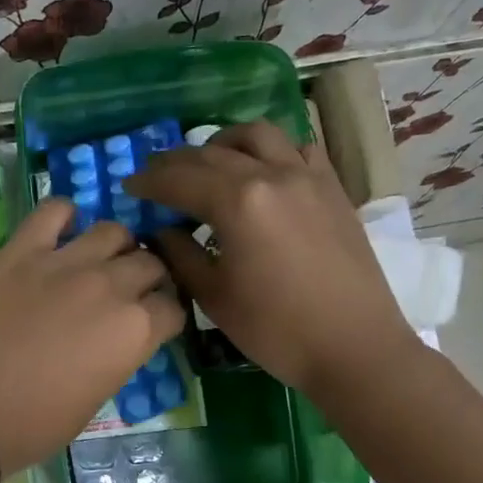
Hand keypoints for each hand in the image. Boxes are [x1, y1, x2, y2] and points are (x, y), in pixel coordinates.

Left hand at [0, 198, 183, 477]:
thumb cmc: (32, 425)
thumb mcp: (94, 400)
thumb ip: (115, 358)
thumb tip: (114, 341)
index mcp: (134, 331)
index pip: (173, 307)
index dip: (165, 317)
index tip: (153, 325)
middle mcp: (110, 287)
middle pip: (149, 263)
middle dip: (147, 279)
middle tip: (128, 294)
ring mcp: (65, 262)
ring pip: (113, 231)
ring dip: (116, 247)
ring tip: (100, 263)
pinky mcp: (21, 251)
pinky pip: (53, 211)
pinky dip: (65, 217)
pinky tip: (61, 234)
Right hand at [124, 121, 416, 396]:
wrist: (353, 346)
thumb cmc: (276, 330)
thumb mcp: (215, 298)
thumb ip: (182, 257)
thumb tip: (162, 232)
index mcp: (238, 202)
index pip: (180, 179)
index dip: (149, 181)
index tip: (129, 186)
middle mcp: (272, 174)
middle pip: (213, 153)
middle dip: (178, 162)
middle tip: (156, 175)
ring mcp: (308, 176)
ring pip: (259, 136)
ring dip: (224, 143)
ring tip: (209, 163)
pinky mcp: (333, 189)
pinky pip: (298, 149)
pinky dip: (271, 151)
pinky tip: (263, 172)